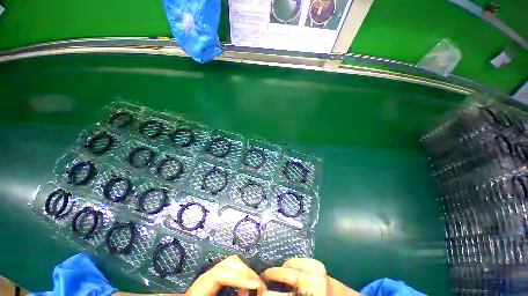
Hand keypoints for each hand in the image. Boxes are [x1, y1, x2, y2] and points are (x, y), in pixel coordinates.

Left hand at [114, 255, 264, 295]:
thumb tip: (245, 293)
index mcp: (201, 284)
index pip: (224, 271)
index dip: (241, 276)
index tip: (256, 285)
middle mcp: (207, 275)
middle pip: (230, 262)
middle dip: (246, 272)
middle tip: (258, 287)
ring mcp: (211, 276)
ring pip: (232, 263)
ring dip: (245, 274)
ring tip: (251, 290)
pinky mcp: (214, 279)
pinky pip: (231, 271)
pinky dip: (241, 278)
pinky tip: (242, 290)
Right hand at [260, 258, 359, 295]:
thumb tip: (268, 293)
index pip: (279, 295)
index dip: (265, 291)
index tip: (259, 289)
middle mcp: (312, 286)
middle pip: (282, 275)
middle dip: (269, 276)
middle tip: (262, 278)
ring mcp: (316, 272)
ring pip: (288, 264)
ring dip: (280, 269)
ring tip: (276, 274)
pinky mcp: (319, 265)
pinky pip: (297, 260)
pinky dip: (290, 264)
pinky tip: (289, 270)